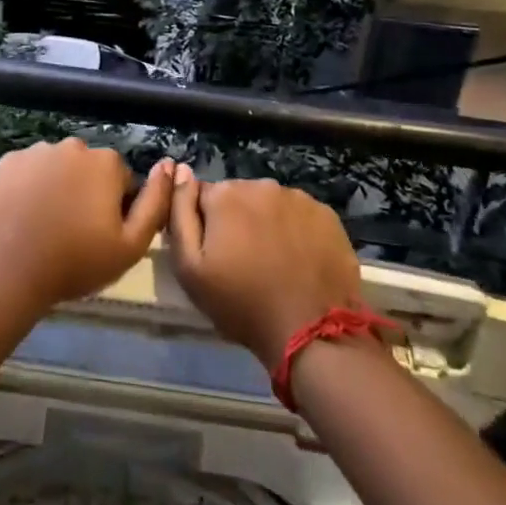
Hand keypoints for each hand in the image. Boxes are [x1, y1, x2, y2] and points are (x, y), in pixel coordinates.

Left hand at [0, 139, 173, 312]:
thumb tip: (169, 166)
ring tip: (45, 227)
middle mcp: (71, 146)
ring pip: (57, 168)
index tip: (102, 235)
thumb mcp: (131, 245)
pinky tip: (22, 217)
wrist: (6, 270)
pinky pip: (27, 173)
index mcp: (105, 162)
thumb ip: (156, 203)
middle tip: (74, 232)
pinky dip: (28, 188)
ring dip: (57, 188)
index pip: (122, 181)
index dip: (116, 209)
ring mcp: (35, 152)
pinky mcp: (5, 163)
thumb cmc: (75, 262)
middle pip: (88, 170)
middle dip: (87, 193)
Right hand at [166, 168, 363, 365]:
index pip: (202, 197)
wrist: (312, 332)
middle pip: (238, 197)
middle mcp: (261, 184)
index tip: (215, 253)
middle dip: (236, 221)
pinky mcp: (327, 215)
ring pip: (270, 205)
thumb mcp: (190, 268)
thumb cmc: (242, 303)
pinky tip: (299, 259)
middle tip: (243, 262)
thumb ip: (178, 213)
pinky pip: (299, 215)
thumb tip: (180, 171)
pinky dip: (295, 230)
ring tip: (273, 262)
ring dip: (266, 224)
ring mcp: (298, 198)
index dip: (205, 225)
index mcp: (224, 194)